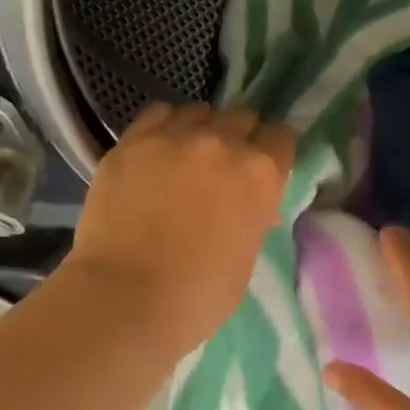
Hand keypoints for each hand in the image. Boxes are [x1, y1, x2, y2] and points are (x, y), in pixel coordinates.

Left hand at [65, 102, 294, 353]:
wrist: (127, 297)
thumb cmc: (199, 295)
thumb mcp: (246, 257)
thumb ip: (253, 218)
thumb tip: (249, 207)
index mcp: (260, 174)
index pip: (281, 138)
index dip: (273, 153)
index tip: (263, 169)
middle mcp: (222, 142)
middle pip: (241, 117)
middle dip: (238, 138)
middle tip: (223, 167)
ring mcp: (173, 137)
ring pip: (198, 112)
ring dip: (200, 130)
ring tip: (186, 157)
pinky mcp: (131, 142)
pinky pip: (156, 115)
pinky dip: (163, 128)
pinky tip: (156, 152)